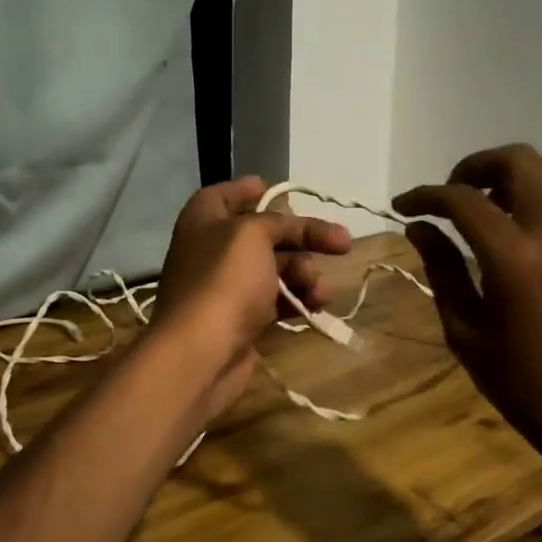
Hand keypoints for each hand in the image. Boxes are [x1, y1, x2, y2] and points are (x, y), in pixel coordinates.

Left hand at [153, 176, 351, 418]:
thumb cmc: (224, 280)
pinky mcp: (240, 319)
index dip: (251, 190)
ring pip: (275, 269)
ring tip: (320, 289)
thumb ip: (277, 222)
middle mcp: (212, 249)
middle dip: (302, 238)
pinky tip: (317, 306)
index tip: (280, 191)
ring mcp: (226, 287)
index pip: (226, 194)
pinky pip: (276, 300)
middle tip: (340, 243)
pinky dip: (297, 299)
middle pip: (264, 233)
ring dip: (305, 274)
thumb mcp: (253, 234)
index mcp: (204, 219)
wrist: (201, 352)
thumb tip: (291, 225)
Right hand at [394, 145, 541, 471]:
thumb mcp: (464, 329)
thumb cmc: (516, 380)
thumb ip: (442, 268)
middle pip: (519, 161)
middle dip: (475, 166)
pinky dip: (541, 191)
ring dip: (515, 172)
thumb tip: (419, 227)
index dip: (426, 196)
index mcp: (515, 261)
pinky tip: (517, 224)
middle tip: (450, 196)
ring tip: (488, 203)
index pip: (464, 201)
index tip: (403, 206)